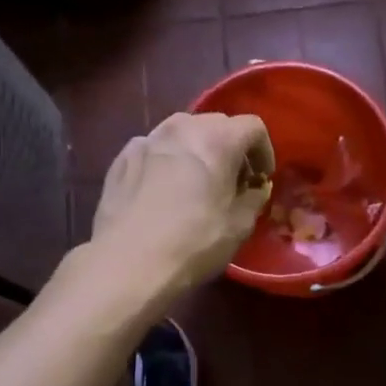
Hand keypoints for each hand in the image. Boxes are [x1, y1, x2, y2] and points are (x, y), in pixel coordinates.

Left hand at [91, 112, 274, 299]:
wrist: (128, 262)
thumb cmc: (194, 242)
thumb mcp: (240, 225)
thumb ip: (254, 198)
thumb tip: (254, 189)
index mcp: (218, 139)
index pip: (253, 126)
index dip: (264, 150)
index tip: (262, 177)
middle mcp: (182, 127)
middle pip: (216, 123)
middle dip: (230, 147)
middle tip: (233, 180)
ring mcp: (147, 139)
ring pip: (182, 132)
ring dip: (197, 150)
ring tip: (197, 182)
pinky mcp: (122, 157)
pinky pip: (155, 149)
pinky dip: (167, 161)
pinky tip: (164, 190)